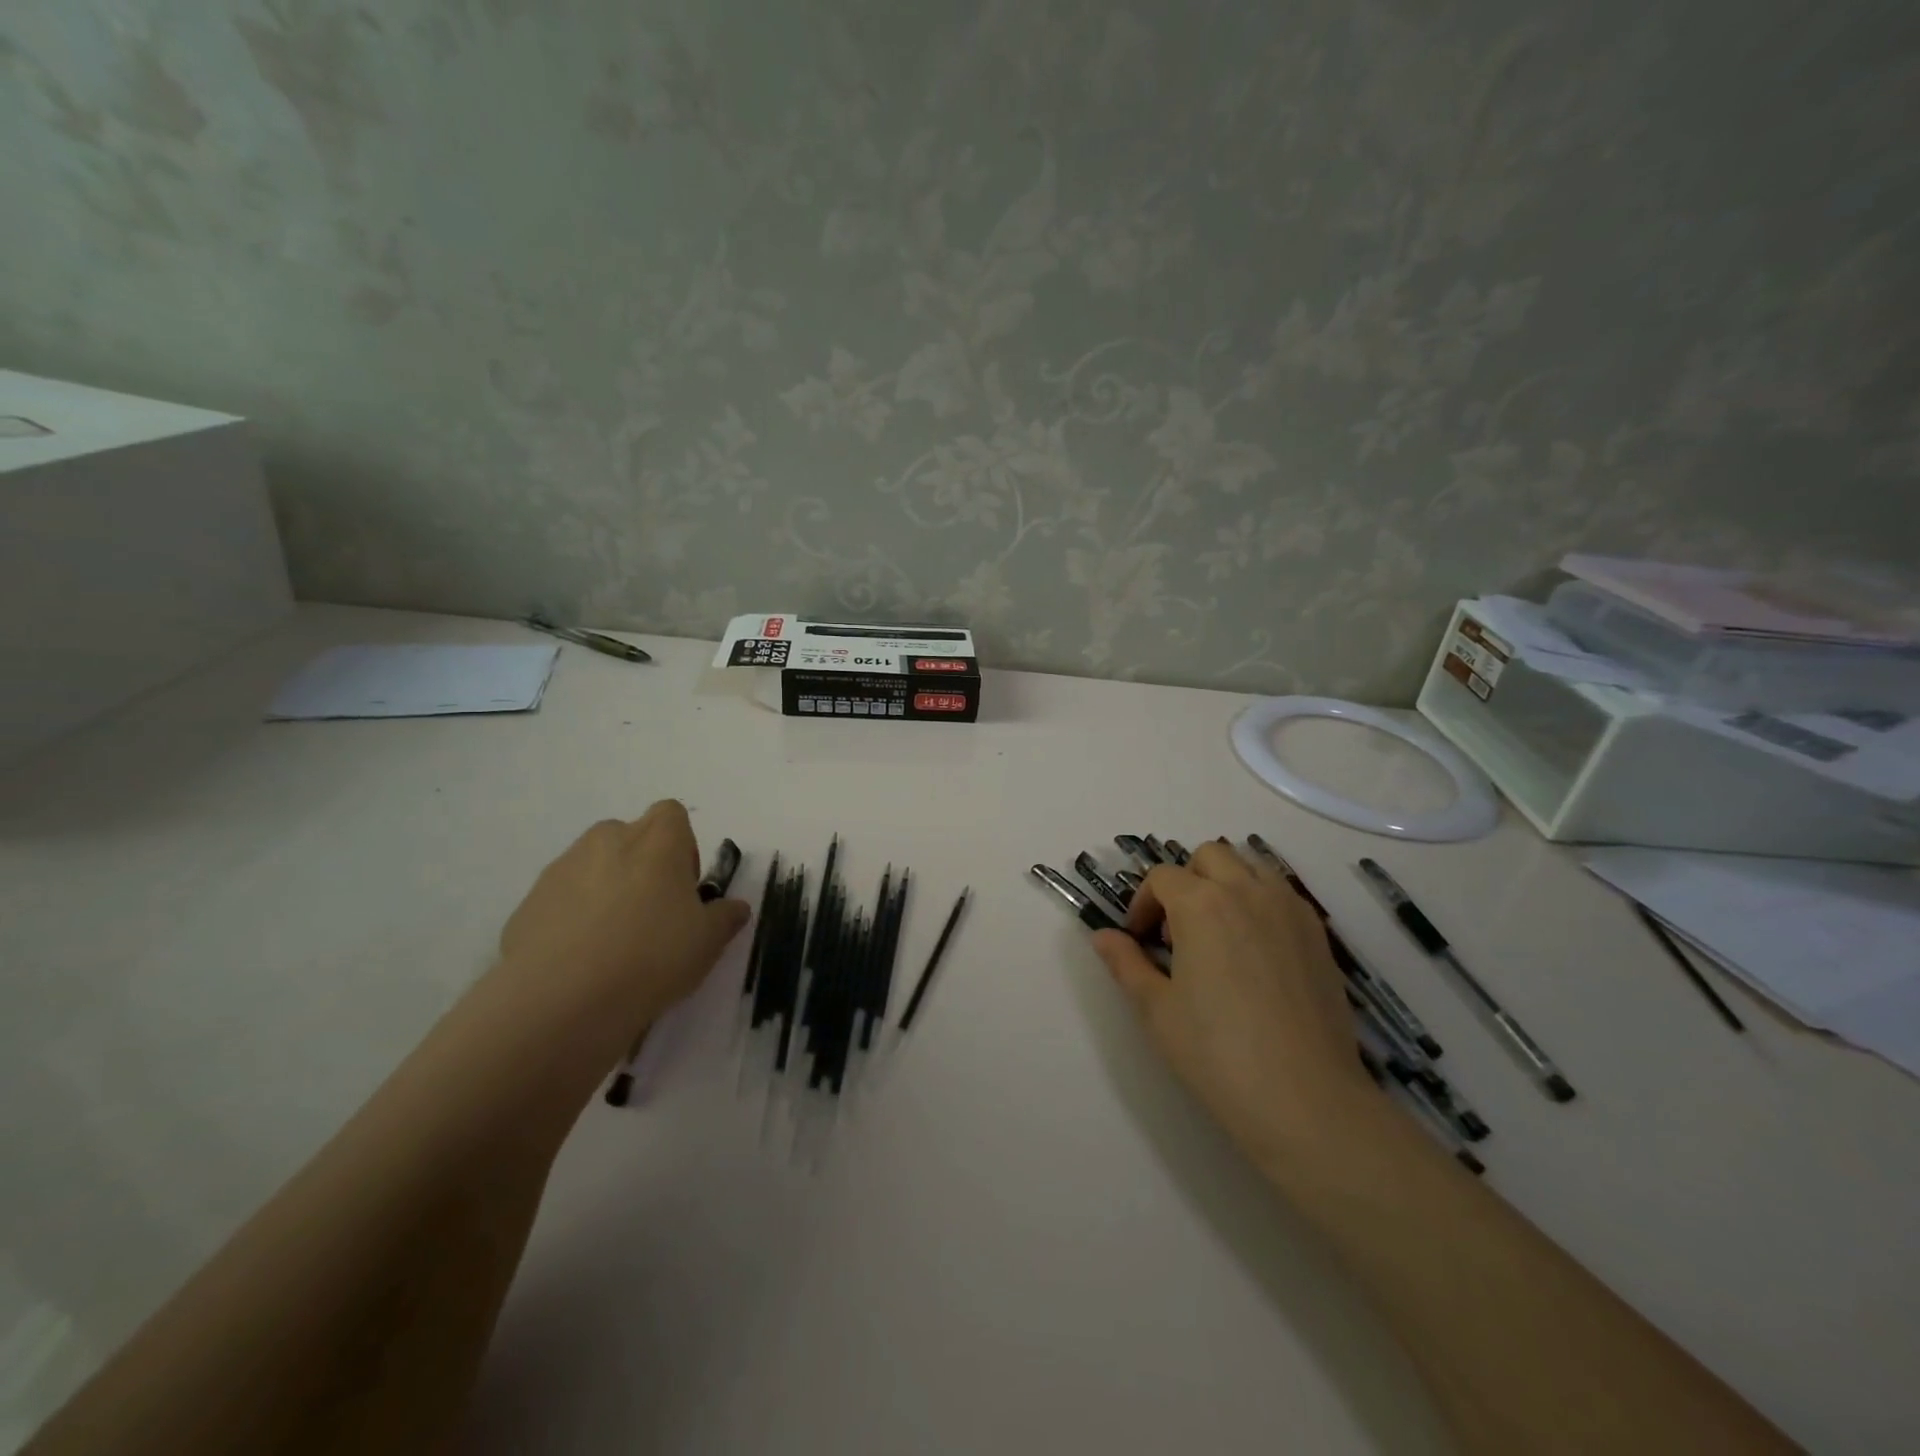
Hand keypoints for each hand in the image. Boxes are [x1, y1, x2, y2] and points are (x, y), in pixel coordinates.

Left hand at [498, 801, 749, 1028]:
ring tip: (613, 945)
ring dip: (607, 891)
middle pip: (631, 838)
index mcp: (656, 840)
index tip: (684, 888)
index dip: (683, 847)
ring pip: (593, 867)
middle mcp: (607, 840)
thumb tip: (735, 907)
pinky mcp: (528, 903)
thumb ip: (726, 917)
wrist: (559, 1000)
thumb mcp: (708, 942)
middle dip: (643, 867)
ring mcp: (562, 869)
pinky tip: (580, 962)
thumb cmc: (651, 956)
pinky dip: (572, 919)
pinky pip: (561, 900)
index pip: (673, 815)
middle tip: (653, 916)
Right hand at [1091, 841, 1377, 1160]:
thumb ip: (1126, 963)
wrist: (1305, 1099)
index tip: (1140, 940)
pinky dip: (1260, 902)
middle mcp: (1247, 892)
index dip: (1143, 904)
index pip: (1162, 877)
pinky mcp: (1318, 934)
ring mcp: (1288, 909)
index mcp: (1201, 905)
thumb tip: (1102, 936)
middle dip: (1186, 880)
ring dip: (1226, 883)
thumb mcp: (1156, 1010)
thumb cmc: (1217, 1053)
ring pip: (1250, 866)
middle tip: (1178, 930)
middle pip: (1209, 856)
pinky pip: (1282, 894)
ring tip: (1219, 933)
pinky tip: (1256, 951)